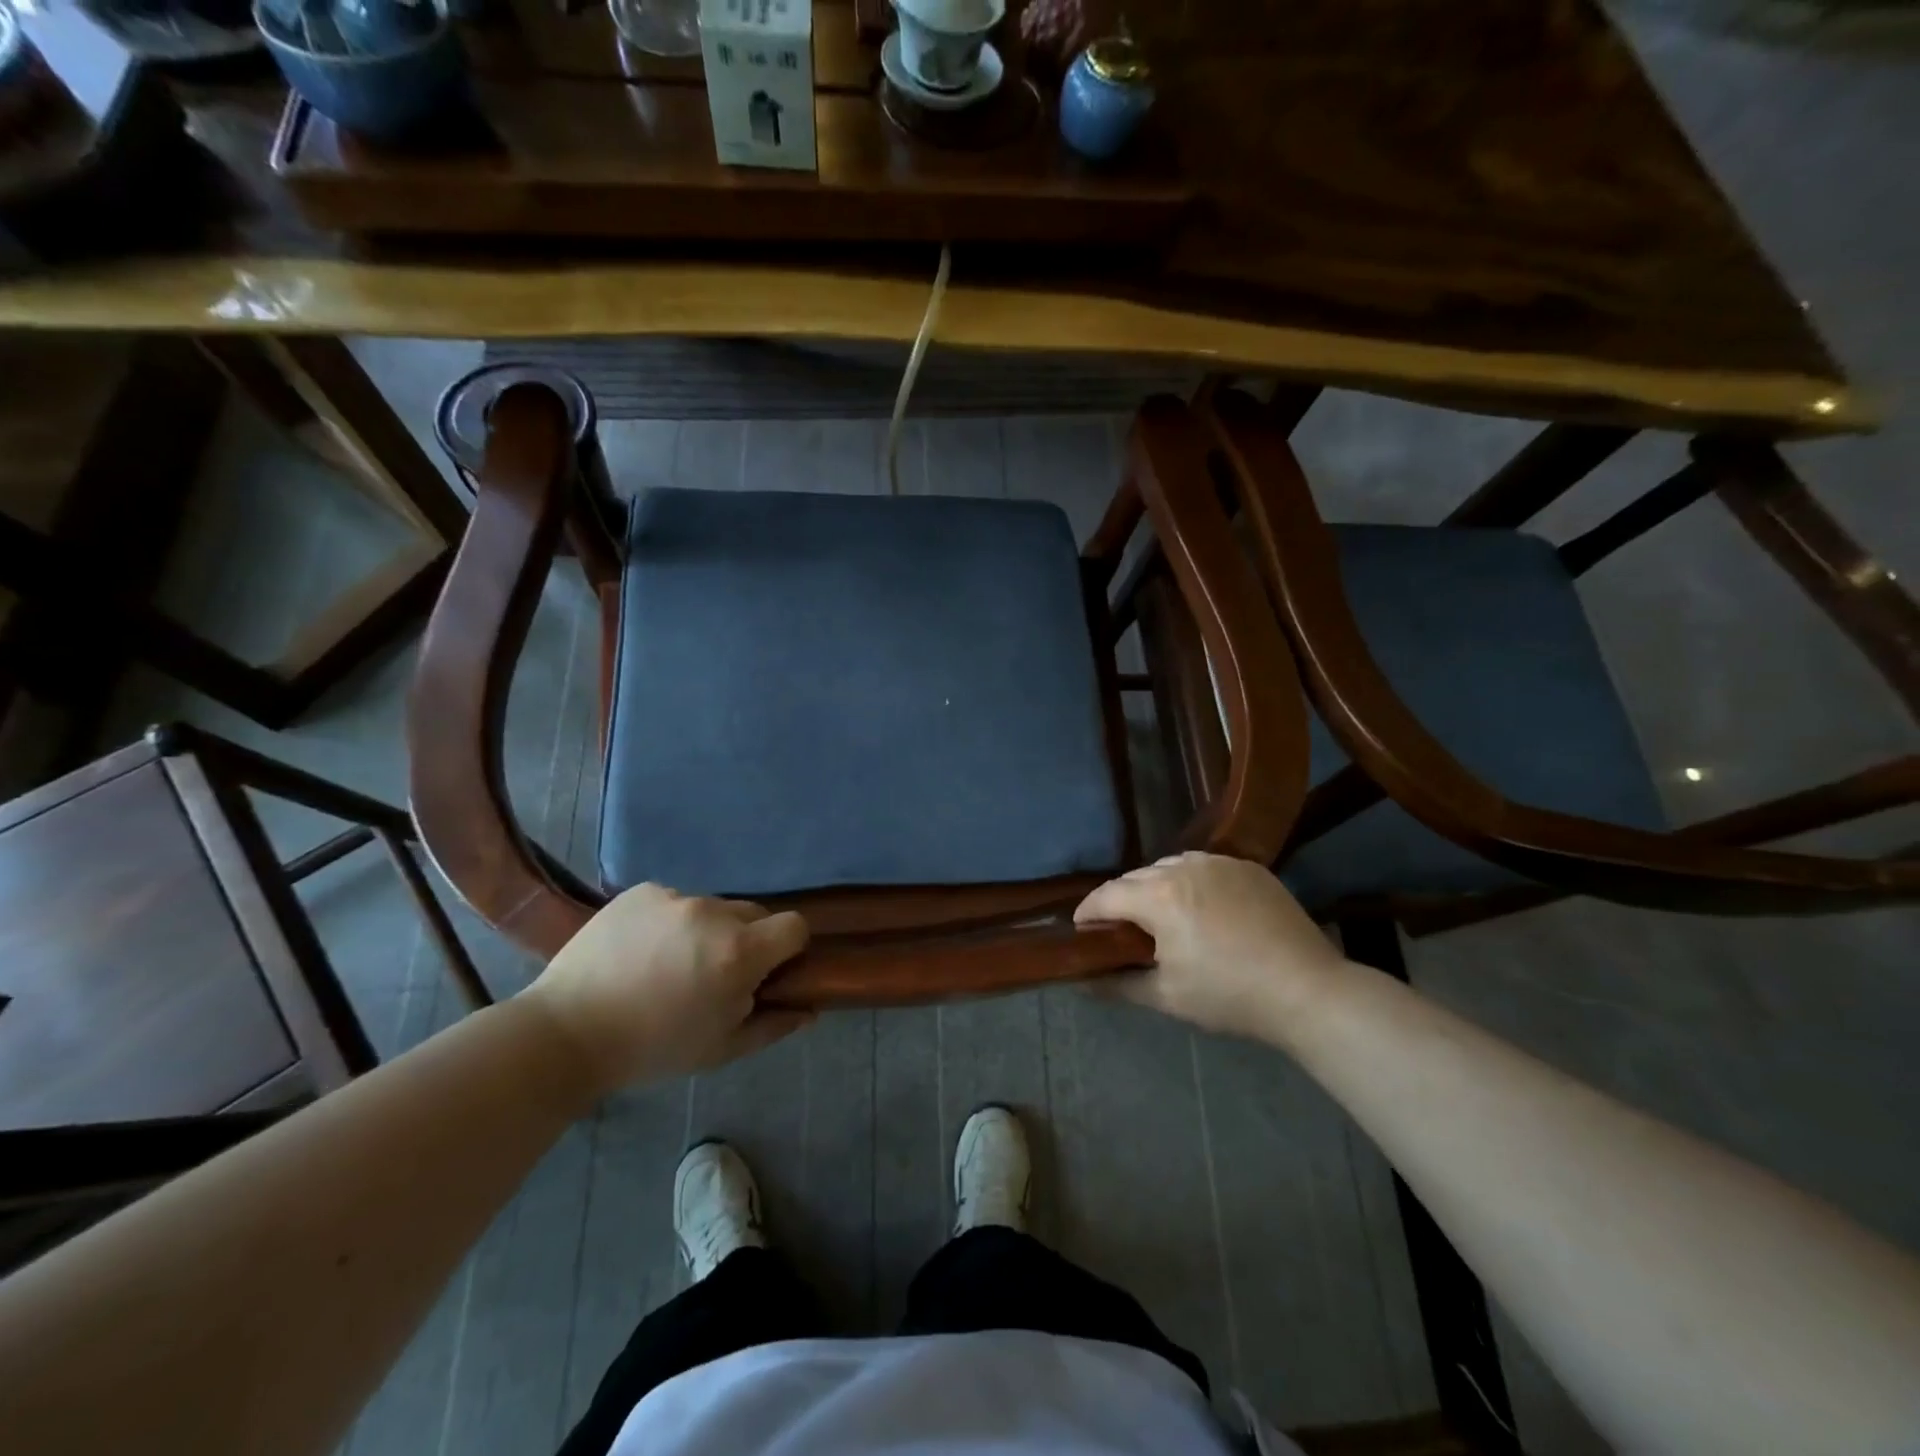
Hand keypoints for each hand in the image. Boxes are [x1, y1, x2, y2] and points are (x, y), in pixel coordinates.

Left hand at [521, 884, 811, 1096]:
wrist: (567, 1032)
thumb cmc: (653, 1049)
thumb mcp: (721, 1049)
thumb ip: (773, 1025)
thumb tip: (809, 1009)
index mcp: (739, 952)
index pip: (795, 926)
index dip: (789, 948)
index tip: (769, 971)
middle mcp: (713, 913)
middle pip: (754, 913)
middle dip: (747, 939)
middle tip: (715, 973)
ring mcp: (675, 897)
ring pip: (713, 907)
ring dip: (707, 930)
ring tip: (670, 964)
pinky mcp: (642, 891)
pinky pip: (675, 901)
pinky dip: (671, 921)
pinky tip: (643, 951)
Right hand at [1074, 852, 1348, 1039]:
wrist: (1308, 991)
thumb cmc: (1229, 995)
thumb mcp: (1167, 996)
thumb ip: (1117, 984)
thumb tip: (1082, 981)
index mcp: (1159, 896)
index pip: (1106, 896)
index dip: (1087, 914)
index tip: (1081, 932)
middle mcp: (1184, 868)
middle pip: (1135, 878)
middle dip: (1121, 901)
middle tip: (1122, 932)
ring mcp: (1220, 862)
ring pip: (1169, 866)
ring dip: (1155, 887)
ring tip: (1162, 918)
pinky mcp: (1249, 867)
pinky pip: (1204, 866)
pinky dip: (1190, 882)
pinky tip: (1202, 909)